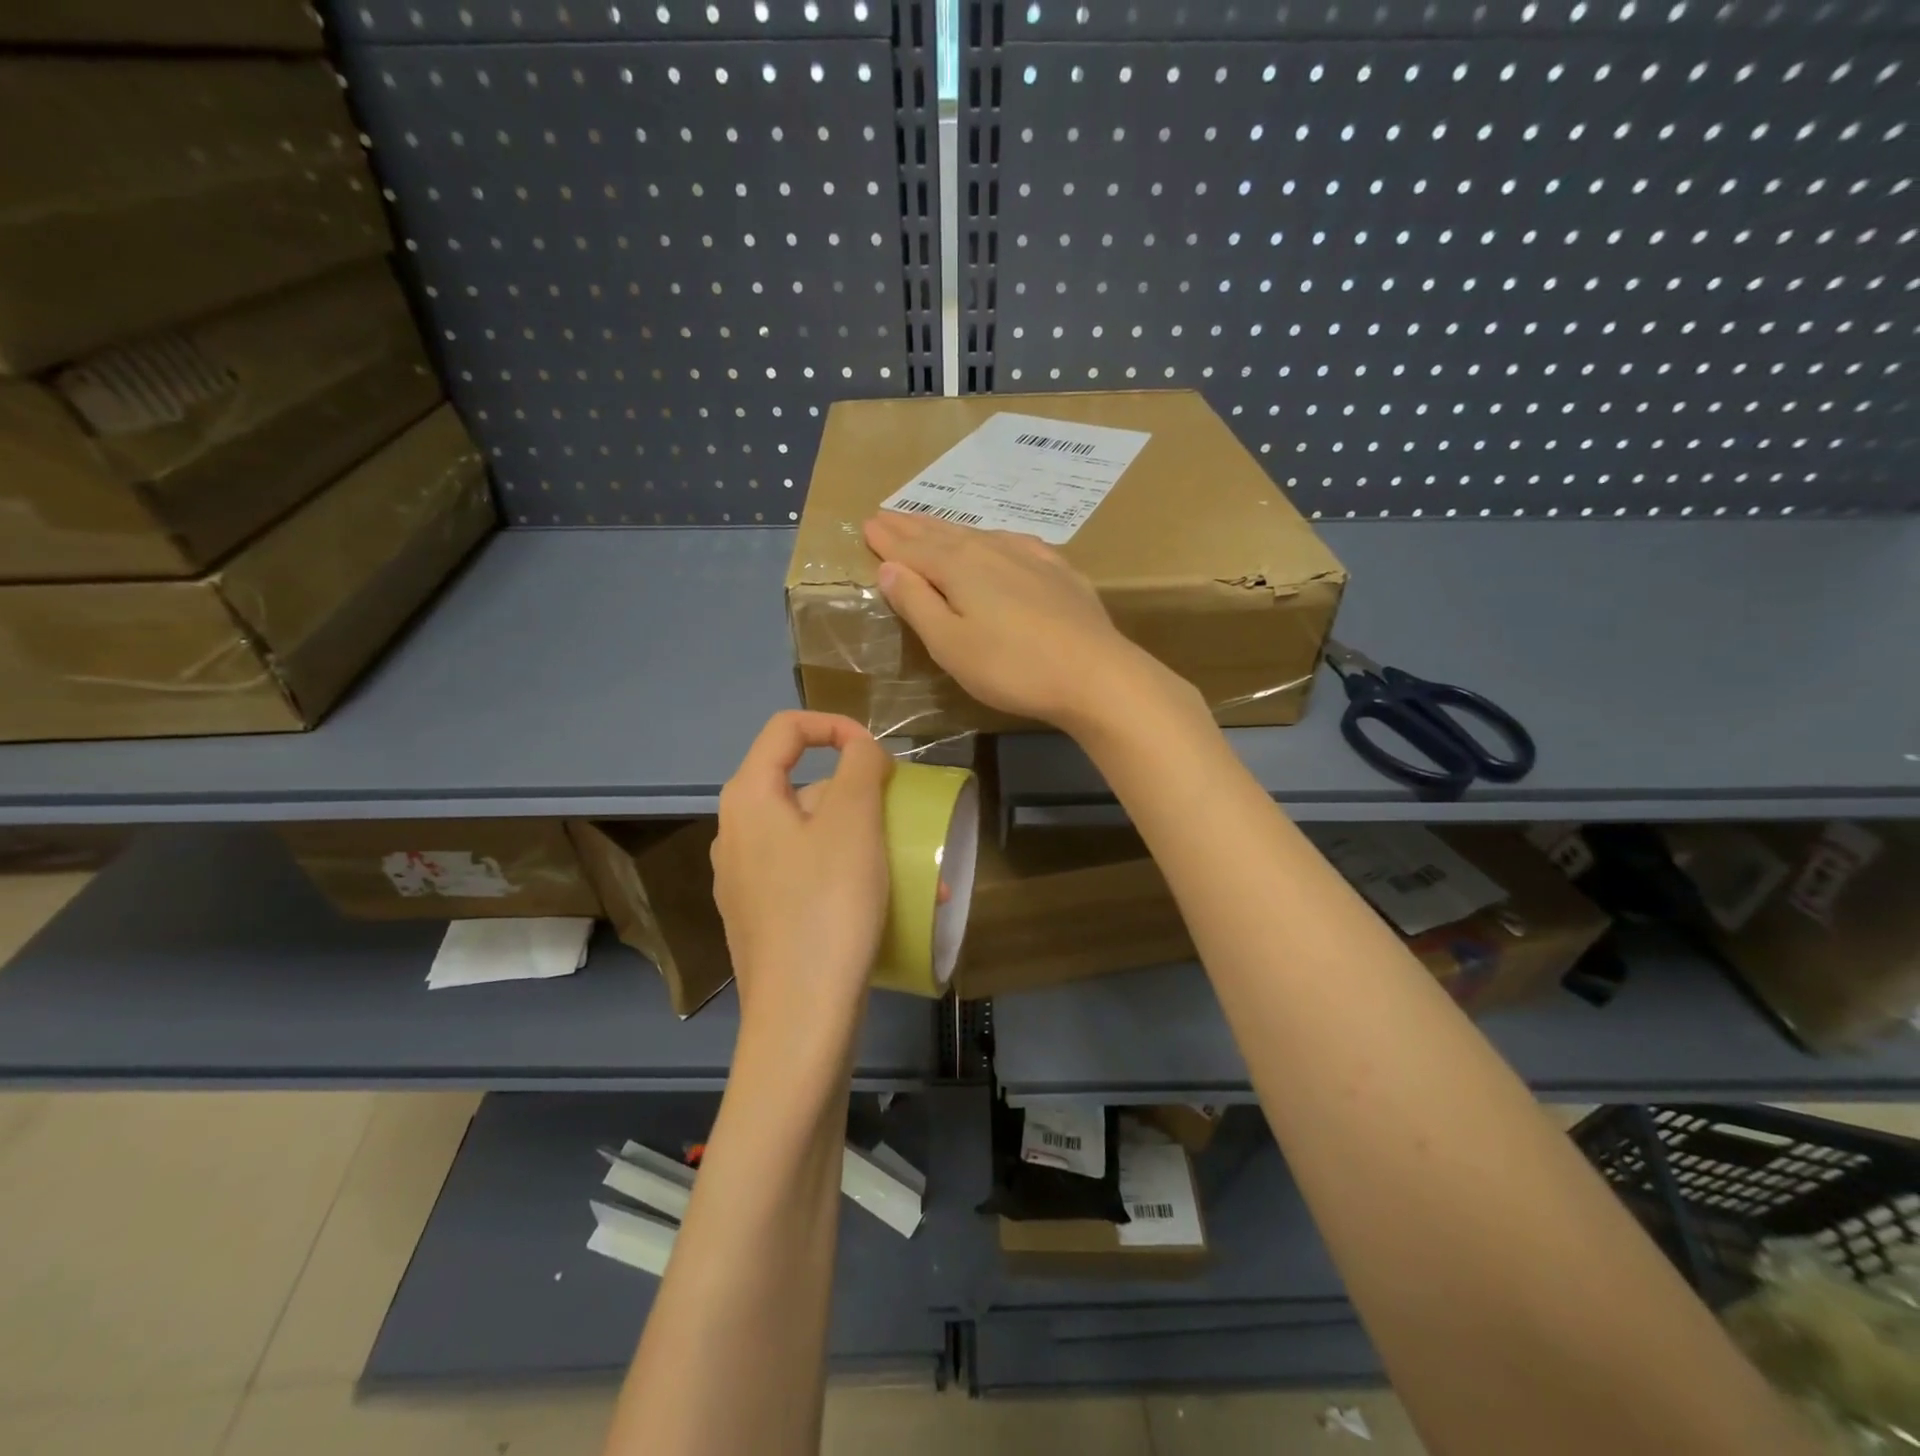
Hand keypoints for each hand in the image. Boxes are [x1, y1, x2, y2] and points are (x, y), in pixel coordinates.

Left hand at [711, 711, 892, 1042]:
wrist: (801, 1018)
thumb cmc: (827, 906)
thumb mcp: (853, 822)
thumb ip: (859, 767)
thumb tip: (859, 749)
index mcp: (748, 799)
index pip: (786, 728)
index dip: (836, 725)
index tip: (880, 754)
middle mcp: (736, 833)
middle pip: (803, 784)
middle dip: (860, 792)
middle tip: (902, 815)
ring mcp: (745, 880)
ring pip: (811, 834)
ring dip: (864, 838)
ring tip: (915, 868)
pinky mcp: (763, 918)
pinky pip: (808, 875)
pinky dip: (848, 873)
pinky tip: (889, 903)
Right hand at [863, 511, 1161, 733]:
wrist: (1095, 674)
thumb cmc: (1012, 667)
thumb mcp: (950, 644)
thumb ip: (917, 603)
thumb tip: (889, 567)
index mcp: (958, 568)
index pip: (912, 549)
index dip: (888, 541)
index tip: (868, 525)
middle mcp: (992, 551)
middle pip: (943, 535)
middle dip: (912, 527)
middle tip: (888, 514)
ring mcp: (1030, 557)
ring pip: (979, 534)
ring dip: (949, 529)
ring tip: (931, 524)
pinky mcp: (1060, 572)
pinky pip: (1016, 542)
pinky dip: (994, 538)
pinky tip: (998, 540)